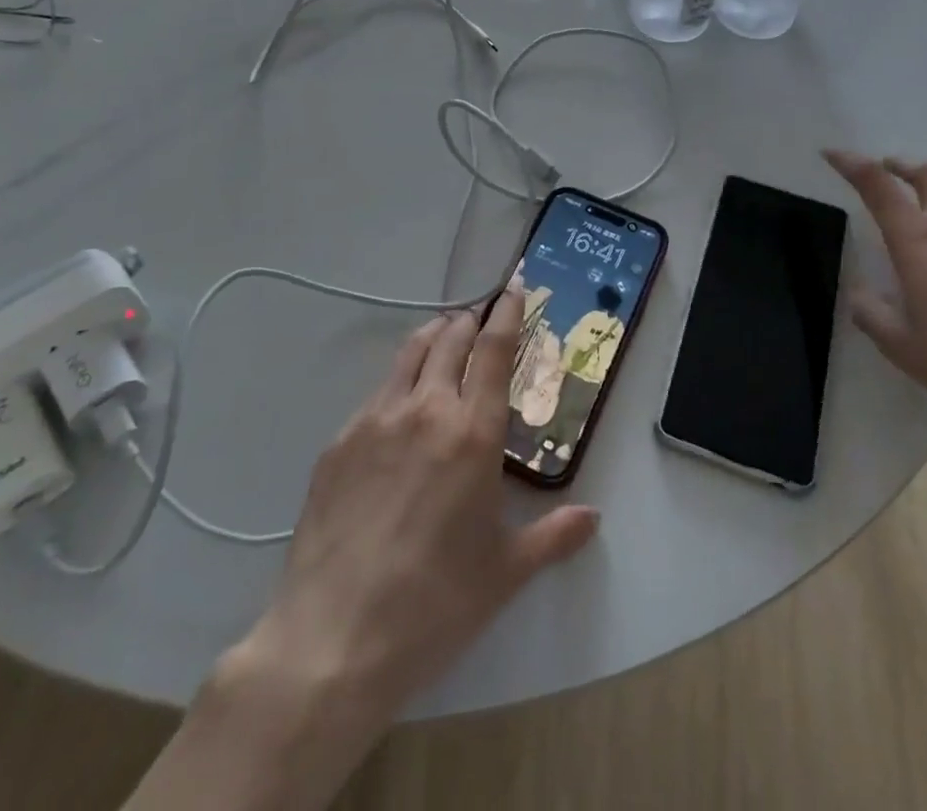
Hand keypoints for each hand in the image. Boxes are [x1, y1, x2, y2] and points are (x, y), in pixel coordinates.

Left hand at [247, 290, 599, 715]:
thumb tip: (592, 517)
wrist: (334, 639)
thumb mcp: (506, 572)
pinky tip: (399, 408)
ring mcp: (375, 421)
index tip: (514, 287)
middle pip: (449, 339)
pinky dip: (398, 382)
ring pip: (408, 354)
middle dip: (469, 321)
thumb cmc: (435, 604)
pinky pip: (376, 393)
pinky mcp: (338, 442)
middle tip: (480, 319)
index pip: (494, 350)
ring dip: (432, 337)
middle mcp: (425, 410)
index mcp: (472, 432)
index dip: (507, 313)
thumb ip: (554, 535)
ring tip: (443, 338)